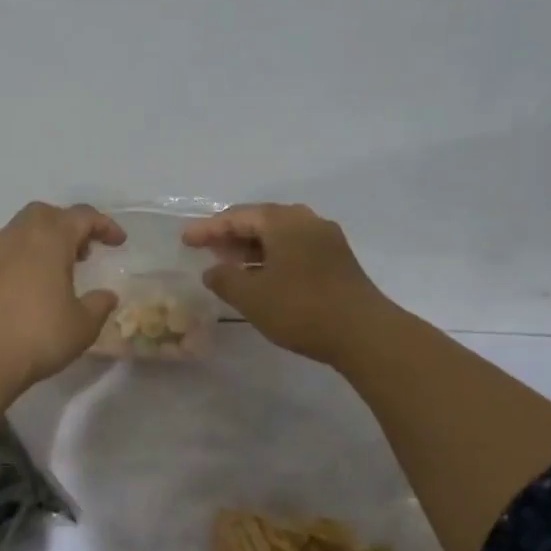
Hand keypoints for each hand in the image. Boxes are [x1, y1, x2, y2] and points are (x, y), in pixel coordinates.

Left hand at [0, 202, 125, 390]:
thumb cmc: (39, 334)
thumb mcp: (83, 325)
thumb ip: (99, 305)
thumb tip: (107, 295)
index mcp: (51, 238)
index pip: (82, 216)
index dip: (104, 225)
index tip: (119, 242)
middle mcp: (22, 236)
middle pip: (48, 214)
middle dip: (70, 225)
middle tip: (86, 250)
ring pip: (26, 228)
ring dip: (48, 238)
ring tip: (64, 267)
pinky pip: (12, 248)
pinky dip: (30, 254)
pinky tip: (39, 283)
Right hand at [182, 203, 391, 365]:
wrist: (364, 333)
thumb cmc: (301, 308)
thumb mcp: (252, 296)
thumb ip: (225, 279)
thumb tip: (213, 271)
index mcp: (284, 221)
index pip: (238, 216)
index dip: (208, 229)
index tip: (186, 240)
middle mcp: (307, 221)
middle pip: (261, 221)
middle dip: (231, 235)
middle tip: (206, 250)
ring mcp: (326, 240)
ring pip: (279, 236)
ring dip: (252, 248)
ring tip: (228, 264)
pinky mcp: (337, 261)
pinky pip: (295, 249)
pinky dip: (272, 258)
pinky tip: (261, 277)